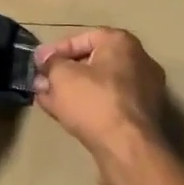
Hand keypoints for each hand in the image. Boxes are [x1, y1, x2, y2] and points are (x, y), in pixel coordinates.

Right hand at [32, 28, 166, 170]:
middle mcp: (139, 60)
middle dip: (64, 72)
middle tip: (43, 82)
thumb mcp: (61, 76)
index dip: (56, 50)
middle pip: (93, 61)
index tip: (38, 63)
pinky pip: (109, 102)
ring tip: (49, 99)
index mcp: (121, 42)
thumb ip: (50, 63)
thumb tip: (44, 58)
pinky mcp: (143, 115)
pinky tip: (67, 114)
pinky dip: (89, 105)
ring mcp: (145, 89)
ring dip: (73, 90)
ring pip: (100, 84)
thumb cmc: (93, 101)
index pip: (83, 38)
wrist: (126, 147)